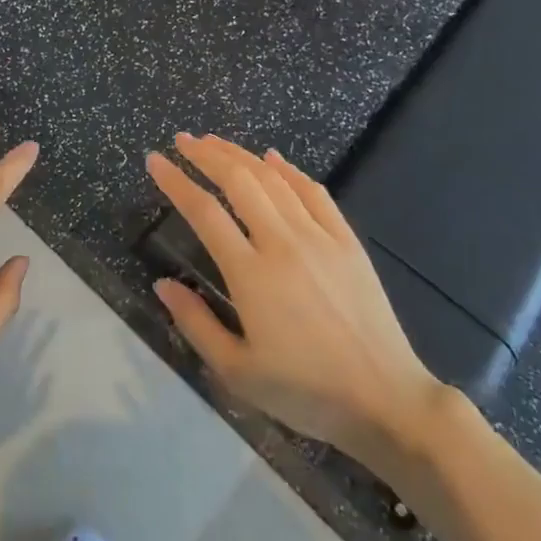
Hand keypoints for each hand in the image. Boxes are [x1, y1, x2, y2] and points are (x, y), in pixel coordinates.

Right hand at [146, 134, 449, 463]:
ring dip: (240, 155)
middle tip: (182, 140)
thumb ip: (196, 323)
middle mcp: (283, 243)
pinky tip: (272, 158)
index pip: (204, 212)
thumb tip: (162, 283)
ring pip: (273, 179)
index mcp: (251, 275)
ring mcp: (319, 237)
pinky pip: (314, 192)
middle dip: (206, 154)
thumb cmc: (306, 392)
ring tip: (215, 141)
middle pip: (238, 181)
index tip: (154, 161)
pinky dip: (289, 170)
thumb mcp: (238, 373)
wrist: (386, 401)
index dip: (176, 181)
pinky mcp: (347, 241)